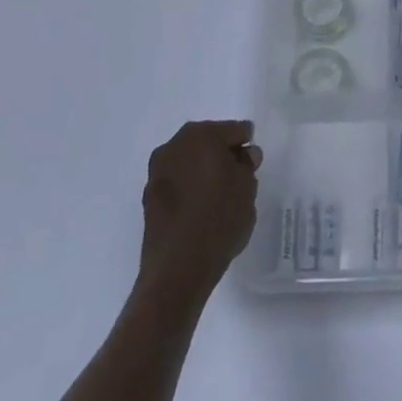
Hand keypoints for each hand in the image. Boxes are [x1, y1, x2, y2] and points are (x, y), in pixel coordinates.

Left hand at [137, 121, 261, 303]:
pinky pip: (177, 183)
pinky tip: (200, 210)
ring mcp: (158, 171)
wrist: (177, 269)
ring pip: (190, 162)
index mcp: (202, 134)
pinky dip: (189, 189)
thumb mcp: (247, 188)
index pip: (234, 130)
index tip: (252, 167)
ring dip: (204, 172)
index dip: (246, 147)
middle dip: (223, 156)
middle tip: (237, 180)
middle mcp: (175, 144)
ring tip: (218, 198)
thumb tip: (243, 155)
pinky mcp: (149, 197)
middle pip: (209, 142)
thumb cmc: (219, 219)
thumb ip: (247, 165)